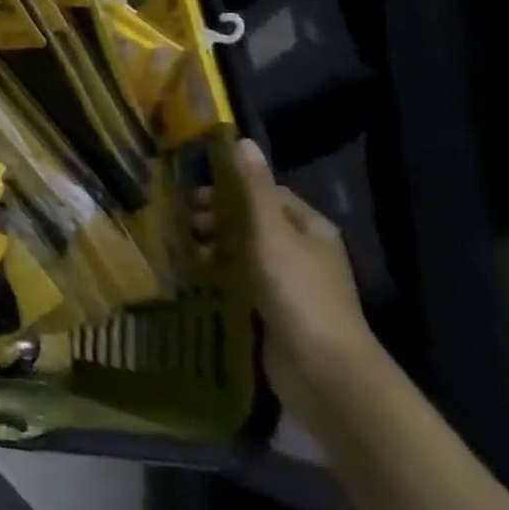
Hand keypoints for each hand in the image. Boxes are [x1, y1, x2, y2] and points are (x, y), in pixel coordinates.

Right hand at [194, 139, 383, 429]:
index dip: (228, 190)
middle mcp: (303, 251)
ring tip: (185, 252)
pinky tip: (197, 278)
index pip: (265, 194)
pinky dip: (219, 274)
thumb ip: (253, 188)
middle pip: (252, 222)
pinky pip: (241, 280)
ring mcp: (290, 283)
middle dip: (216, 219)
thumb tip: (242, 140)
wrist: (324, 369)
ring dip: (214, 247)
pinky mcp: (275, 310)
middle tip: (184, 226)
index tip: (192, 197)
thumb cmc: (297, 291)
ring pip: (243, 251)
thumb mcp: (271, 233)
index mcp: (310, 227)